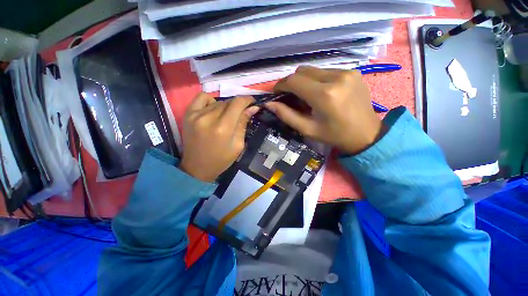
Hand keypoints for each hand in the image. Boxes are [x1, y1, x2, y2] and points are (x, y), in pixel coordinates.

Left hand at [180, 93, 258, 181]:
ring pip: (218, 101)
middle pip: (228, 102)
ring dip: (226, 106)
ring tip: (227, 117)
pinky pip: (201, 97)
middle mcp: (209, 118)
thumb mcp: (238, 145)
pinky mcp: (188, 114)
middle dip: (238, 105)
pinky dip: (211, 101)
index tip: (252, 103)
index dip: (247, 100)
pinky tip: (213, 110)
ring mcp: (196, 115)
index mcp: (223, 128)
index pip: (237, 103)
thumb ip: (243, 124)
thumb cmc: (221, 160)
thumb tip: (253, 108)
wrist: (197, 167)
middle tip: (242, 113)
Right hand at [266, 66, 382, 153]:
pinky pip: (326, 71)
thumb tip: (269, 104)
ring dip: (304, 81)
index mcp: (324, 95)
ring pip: (313, 69)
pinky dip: (317, 80)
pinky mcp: (353, 72)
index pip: (294, 81)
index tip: (276, 93)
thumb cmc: (334, 135)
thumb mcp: (307, 129)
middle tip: (290, 96)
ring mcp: (347, 72)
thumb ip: (286, 115)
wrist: (366, 134)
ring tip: (306, 96)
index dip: (281, 85)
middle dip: (292, 82)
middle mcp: (336, 78)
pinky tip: (321, 93)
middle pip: (302, 71)